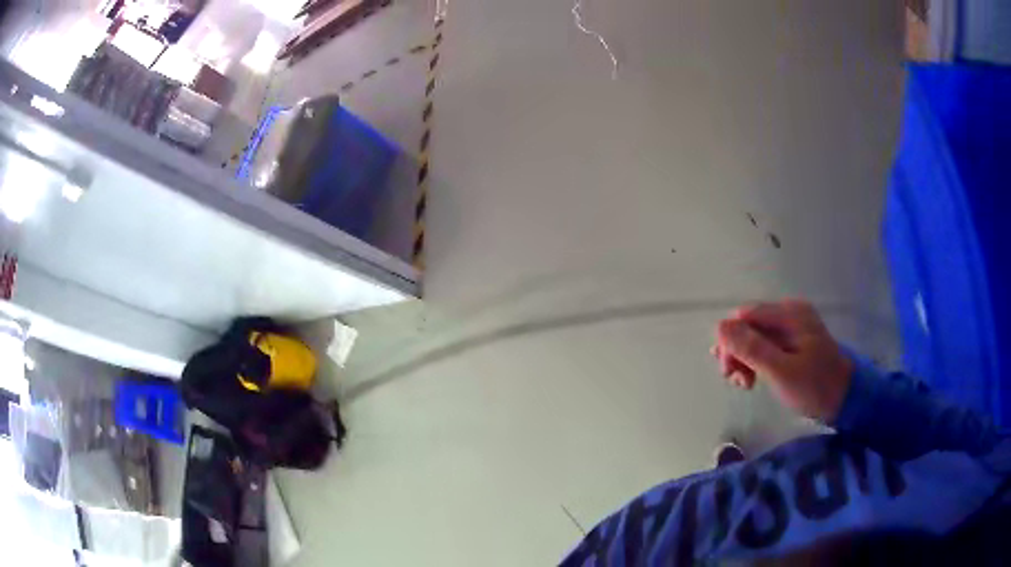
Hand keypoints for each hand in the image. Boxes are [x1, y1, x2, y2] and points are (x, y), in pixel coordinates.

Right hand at [711, 300, 852, 422]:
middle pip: (748, 325)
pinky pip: (765, 344)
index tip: (728, 372)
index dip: (729, 342)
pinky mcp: (794, 340)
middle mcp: (789, 312)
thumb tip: (719, 327)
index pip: (744, 317)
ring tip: (746, 384)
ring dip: (743, 359)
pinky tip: (754, 378)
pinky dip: (755, 361)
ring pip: (754, 336)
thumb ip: (751, 348)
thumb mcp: (781, 372)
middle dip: (736, 352)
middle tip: (738, 382)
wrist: (846, 399)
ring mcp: (792, 326)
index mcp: (789, 314)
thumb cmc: (815, 387)